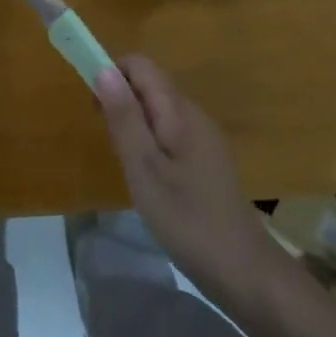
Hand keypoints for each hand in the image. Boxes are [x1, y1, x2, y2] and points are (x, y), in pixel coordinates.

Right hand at [94, 56, 282, 302]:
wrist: (242, 270)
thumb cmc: (187, 218)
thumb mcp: (145, 168)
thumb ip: (124, 118)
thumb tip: (103, 70)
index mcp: (180, 111)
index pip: (141, 66)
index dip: (111, 74)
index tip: (93, 106)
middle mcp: (194, 115)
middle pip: (149, 85)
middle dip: (120, 101)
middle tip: (109, 142)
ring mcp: (203, 138)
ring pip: (158, 110)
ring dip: (133, 123)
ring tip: (126, 164)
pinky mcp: (206, 160)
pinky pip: (170, 132)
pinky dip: (149, 141)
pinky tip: (148, 178)